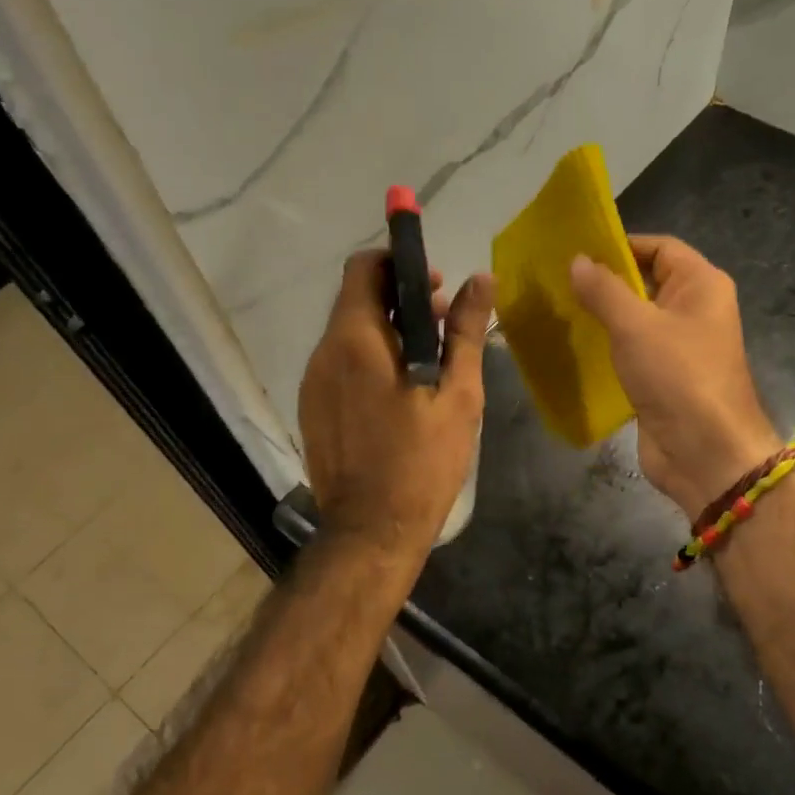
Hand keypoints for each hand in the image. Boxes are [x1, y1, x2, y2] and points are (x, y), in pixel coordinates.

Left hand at [299, 249, 494, 562]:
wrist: (371, 532)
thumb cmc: (422, 462)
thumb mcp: (457, 395)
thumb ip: (465, 332)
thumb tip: (481, 279)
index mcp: (356, 341)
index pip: (363, 268)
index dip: (398, 262)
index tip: (434, 282)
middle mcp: (324, 354)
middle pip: (355, 300)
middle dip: (399, 297)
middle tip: (443, 319)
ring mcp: (313, 384)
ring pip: (348, 334)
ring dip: (387, 329)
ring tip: (429, 357)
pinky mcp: (313, 409)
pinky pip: (341, 365)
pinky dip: (370, 358)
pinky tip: (402, 390)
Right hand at [570, 235, 777, 516]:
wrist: (705, 453)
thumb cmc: (678, 376)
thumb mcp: (636, 325)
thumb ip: (604, 290)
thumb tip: (577, 261)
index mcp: (701, 285)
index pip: (660, 247)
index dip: (622, 245)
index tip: (577, 251)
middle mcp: (694, 310)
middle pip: (647, 282)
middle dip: (606, 281)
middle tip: (558, 280)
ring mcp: (679, 347)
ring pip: (636, 320)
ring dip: (603, 316)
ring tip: (558, 310)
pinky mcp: (663, 379)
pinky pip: (632, 352)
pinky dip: (607, 348)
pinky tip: (574, 346)